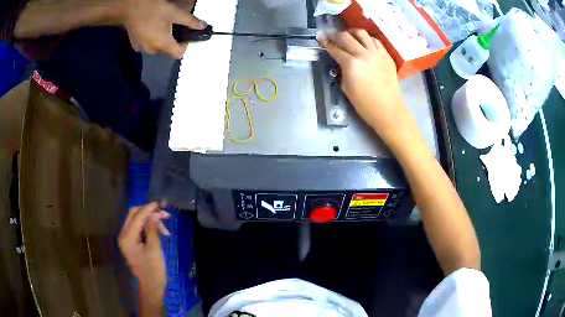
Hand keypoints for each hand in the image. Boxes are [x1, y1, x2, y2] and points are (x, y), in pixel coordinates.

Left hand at [118, 203, 170, 304]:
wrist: (151, 286)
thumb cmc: (153, 269)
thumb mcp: (154, 248)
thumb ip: (152, 229)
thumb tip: (154, 214)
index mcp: (127, 237)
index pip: (137, 216)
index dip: (149, 209)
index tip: (160, 203)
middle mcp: (123, 235)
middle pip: (134, 215)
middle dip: (148, 212)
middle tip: (163, 214)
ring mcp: (126, 239)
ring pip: (136, 220)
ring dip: (149, 220)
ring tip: (164, 226)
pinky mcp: (131, 242)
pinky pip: (138, 228)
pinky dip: (148, 227)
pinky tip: (159, 231)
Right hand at [121, 0, 205, 58]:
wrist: (130, 9)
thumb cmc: (154, 10)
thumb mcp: (175, 13)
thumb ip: (190, 21)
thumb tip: (203, 26)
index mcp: (163, 45)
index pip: (179, 54)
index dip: (185, 46)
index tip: (188, 36)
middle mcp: (152, 50)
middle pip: (167, 50)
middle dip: (173, 41)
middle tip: (175, 27)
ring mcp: (142, 48)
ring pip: (157, 47)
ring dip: (161, 40)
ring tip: (162, 25)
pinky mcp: (135, 44)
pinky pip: (147, 44)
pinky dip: (151, 38)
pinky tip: (151, 27)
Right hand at [318, 30, 405, 137]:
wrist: (388, 110)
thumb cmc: (365, 104)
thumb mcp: (346, 88)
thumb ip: (342, 70)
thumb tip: (341, 62)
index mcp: (351, 64)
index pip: (335, 48)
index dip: (325, 42)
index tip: (320, 37)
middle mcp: (364, 54)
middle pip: (346, 37)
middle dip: (335, 36)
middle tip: (331, 37)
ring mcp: (377, 53)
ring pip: (362, 33)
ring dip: (352, 33)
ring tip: (349, 37)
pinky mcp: (386, 56)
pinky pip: (375, 41)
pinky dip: (367, 39)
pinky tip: (364, 44)